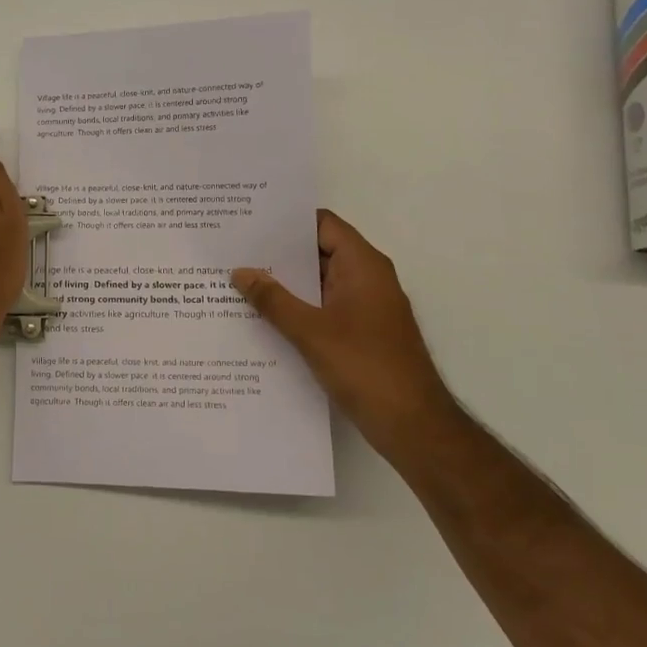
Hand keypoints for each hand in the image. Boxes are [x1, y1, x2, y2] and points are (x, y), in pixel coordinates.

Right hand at [232, 210, 454, 454]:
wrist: (412, 425)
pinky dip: (297, 308)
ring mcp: (366, 307)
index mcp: (363, 265)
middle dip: (278, 253)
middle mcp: (367, 278)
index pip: (322, 224)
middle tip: (234, 251)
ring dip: (286, 284)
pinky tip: (263, 318)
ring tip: (239, 281)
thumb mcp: (310, 331)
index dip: (287, 221)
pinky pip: (324, 308)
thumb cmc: (365, 367)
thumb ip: (273, 299)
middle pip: (318, 252)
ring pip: (319, 283)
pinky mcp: (361, 333)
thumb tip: (240, 271)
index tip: (249, 221)